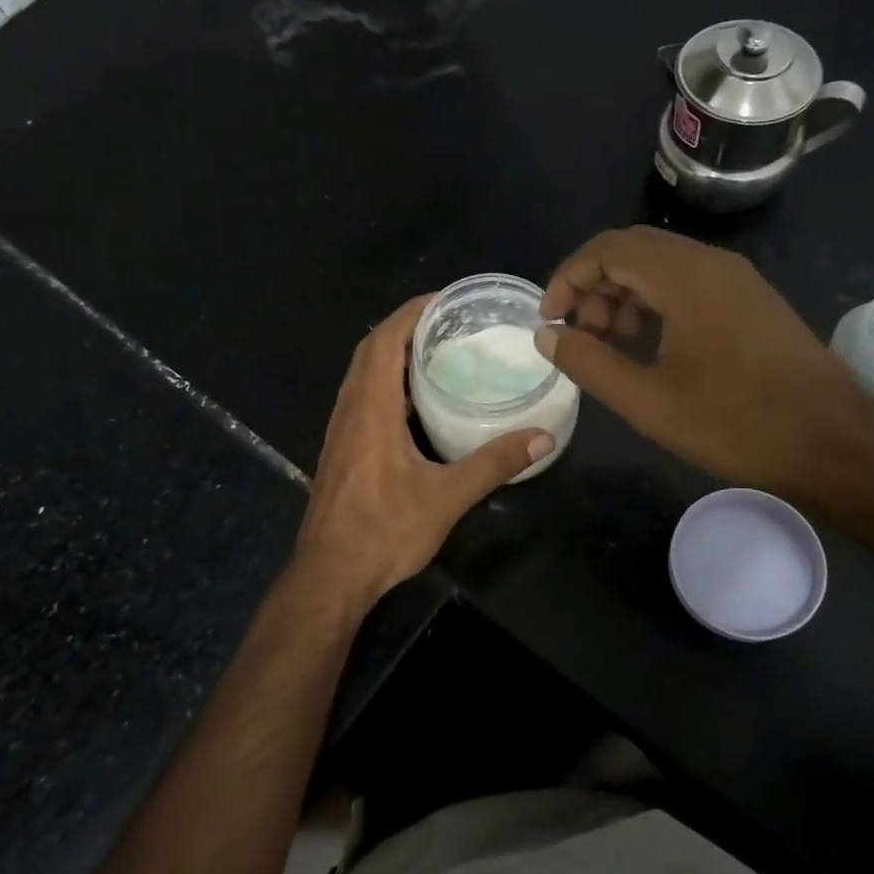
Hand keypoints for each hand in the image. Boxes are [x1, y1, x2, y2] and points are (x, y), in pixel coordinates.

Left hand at [291, 295, 554, 612]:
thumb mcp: (447, 497)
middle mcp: (350, 409)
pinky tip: (416, 402)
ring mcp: (341, 430)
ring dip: (393, 354)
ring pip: (363, 374)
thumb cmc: (384, 531)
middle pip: (371, 350)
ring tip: (436, 352)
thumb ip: (494, 463)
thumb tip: (543, 437)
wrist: (330, 574)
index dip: (411, 313)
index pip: (385, 340)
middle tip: (448, 323)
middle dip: (405, 327)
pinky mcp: (341, 449)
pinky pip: (362, 397)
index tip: (444, 299)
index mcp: (371, 408)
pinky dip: (386, 383)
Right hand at [536, 226, 873, 509]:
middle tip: (578, 336)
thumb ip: (588, 362)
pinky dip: (655, 305)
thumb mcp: (648, 401)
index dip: (568, 278)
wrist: (835, 445)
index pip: (608, 249)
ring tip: (608, 346)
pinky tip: (649, 348)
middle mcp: (712, 263)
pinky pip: (689, 285)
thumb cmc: (736, 423)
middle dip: (593, 287)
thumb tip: (547, 335)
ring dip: (623, 297)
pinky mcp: (752, 302)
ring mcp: (738, 281)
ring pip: (661, 267)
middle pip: (633, 251)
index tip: (550, 320)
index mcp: (686, 276)